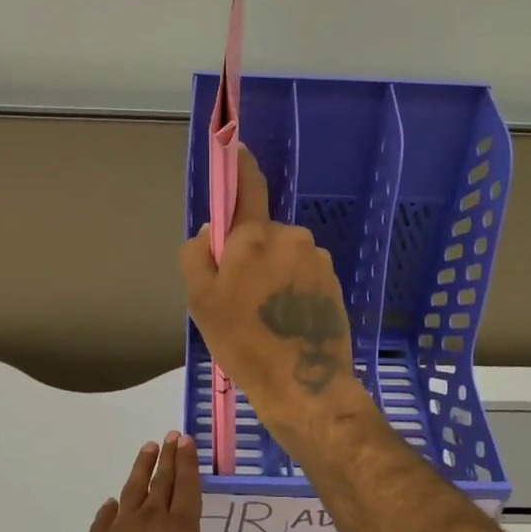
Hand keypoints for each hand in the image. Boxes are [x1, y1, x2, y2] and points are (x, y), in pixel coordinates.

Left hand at [60, 433, 247, 531]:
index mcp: (180, 530)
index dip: (189, 464)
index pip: (188, 489)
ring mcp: (122, 526)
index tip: (186, 440)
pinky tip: (111, 502)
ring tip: (147, 447)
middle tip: (171, 435)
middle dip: (169, 458)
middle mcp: (152, 520)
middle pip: (163, 482)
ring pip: (134, 489)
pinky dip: (110, 508)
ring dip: (142, 468)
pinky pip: (106, 517)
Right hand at [179, 148, 365, 437]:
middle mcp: (290, 237)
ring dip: (272, 273)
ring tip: (264, 316)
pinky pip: (302, 273)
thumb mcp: (200, 302)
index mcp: (255, 236)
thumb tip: (212, 232)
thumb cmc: (243, 342)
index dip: (239, 165)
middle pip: (261, 232)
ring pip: (283, 255)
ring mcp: (316, 259)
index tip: (236, 146)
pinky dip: (291, 288)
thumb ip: (197, 256)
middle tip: (239, 296)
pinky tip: (286, 321)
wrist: (304, 384)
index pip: (248, 187)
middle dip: (250, 253)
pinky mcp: (333, 282)